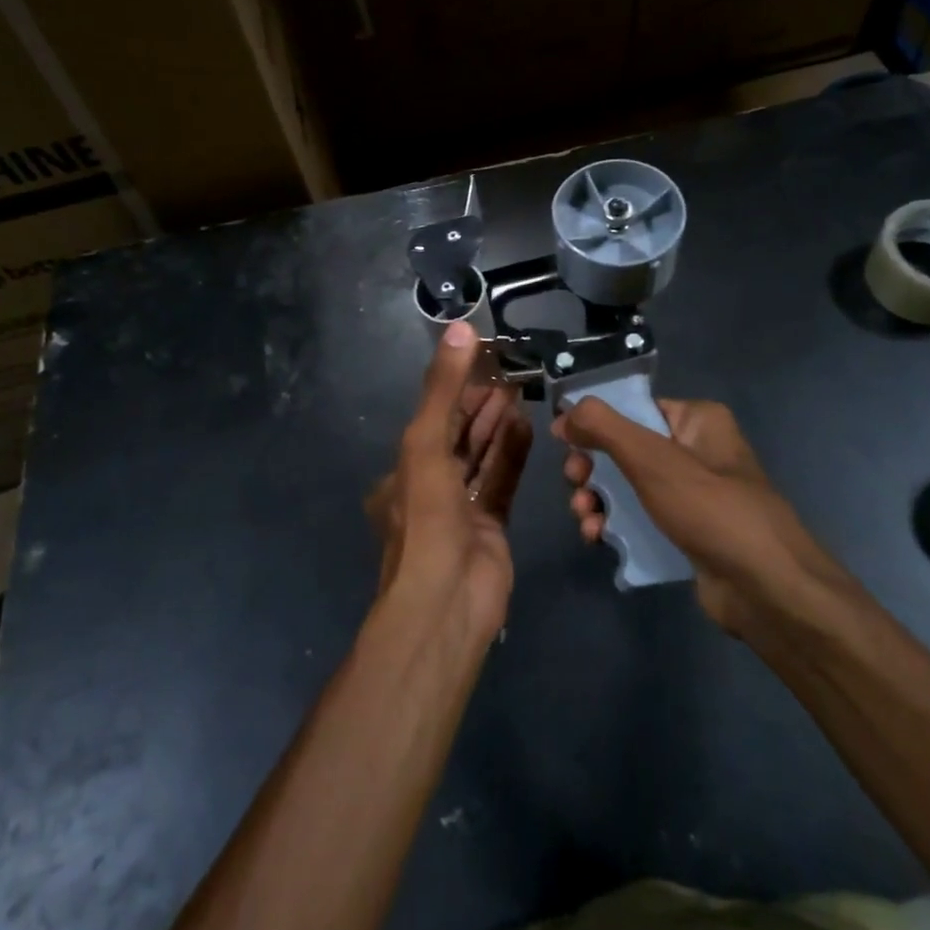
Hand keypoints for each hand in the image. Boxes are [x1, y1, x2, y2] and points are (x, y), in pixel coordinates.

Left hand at [367, 322, 532, 649]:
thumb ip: (443, 388)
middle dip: (481, 405)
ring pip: (481, 457)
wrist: (446, 601)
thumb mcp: (425, 443)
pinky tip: (528, 427)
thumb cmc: (426, 517)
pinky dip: (513, 455)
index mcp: (402, 471)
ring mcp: (460, 509)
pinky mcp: (490, 527)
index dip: (457, 389)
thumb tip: (461, 329)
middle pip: (458, 436)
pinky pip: (501, 482)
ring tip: (522, 392)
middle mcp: (428, 487)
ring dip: (498, 426)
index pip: (432, 418)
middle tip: (511, 373)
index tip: (483, 361)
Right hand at [554, 397, 847, 638]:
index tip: (563, 442)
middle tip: (575, 485)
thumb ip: (604, 428)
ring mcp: (692, 494)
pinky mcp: (686, 531)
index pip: (633, 407)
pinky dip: (615, 524)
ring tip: (586, 520)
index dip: (593, 422)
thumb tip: (565, 412)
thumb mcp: (653, 460)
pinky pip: (639, 518)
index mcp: (696, 420)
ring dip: (597, 500)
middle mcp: (695, 450)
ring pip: (627, 486)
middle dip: (591, 468)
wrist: (768, 591)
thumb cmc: (712, 510)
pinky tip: (599, 538)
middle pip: (624, 448)